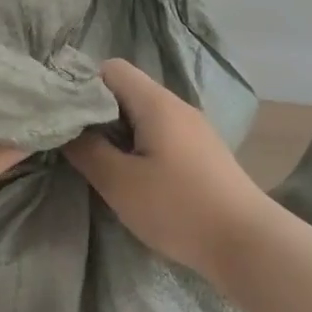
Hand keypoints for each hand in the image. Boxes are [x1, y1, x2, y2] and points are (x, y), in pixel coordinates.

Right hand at [64, 59, 272, 284]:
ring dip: (118, 133)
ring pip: (143, 115)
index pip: (111, 69)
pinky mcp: (202, 152)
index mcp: (156, 103)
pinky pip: (160, 134)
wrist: (247, 243)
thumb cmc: (177, 208)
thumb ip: (87, 151)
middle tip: (75, 144)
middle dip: (96, 113)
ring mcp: (193, 129)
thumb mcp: (119, 182)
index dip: (82, 86)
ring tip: (100, 163)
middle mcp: (177, 106)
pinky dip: (139, 146)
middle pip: (127, 91)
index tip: (64, 117)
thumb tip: (66, 129)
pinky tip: (133, 176)